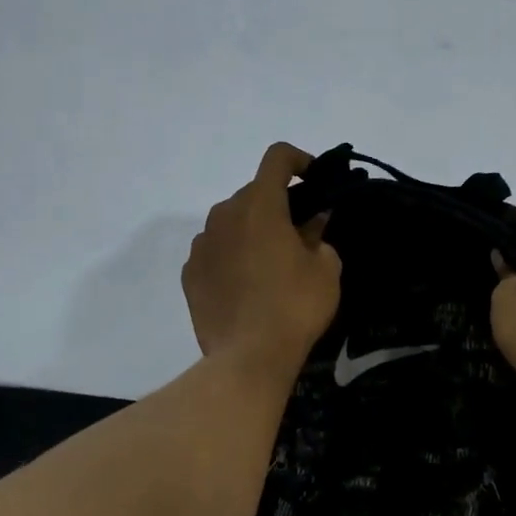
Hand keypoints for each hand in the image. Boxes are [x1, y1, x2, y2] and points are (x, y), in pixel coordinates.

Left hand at [183, 143, 341, 379]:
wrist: (248, 357)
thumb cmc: (295, 306)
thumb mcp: (326, 269)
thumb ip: (319, 235)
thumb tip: (313, 221)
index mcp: (260, 206)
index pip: (277, 158)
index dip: (299, 160)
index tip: (314, 179)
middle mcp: (224, 215)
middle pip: (253, 193)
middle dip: (277, 205)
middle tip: (299, 234)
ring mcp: (201, 245)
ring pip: (230, 223)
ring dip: (251, 231)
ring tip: (269, 264)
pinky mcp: (189, 274)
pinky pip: (214, 252)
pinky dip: (231, 256)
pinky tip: (245, 286)